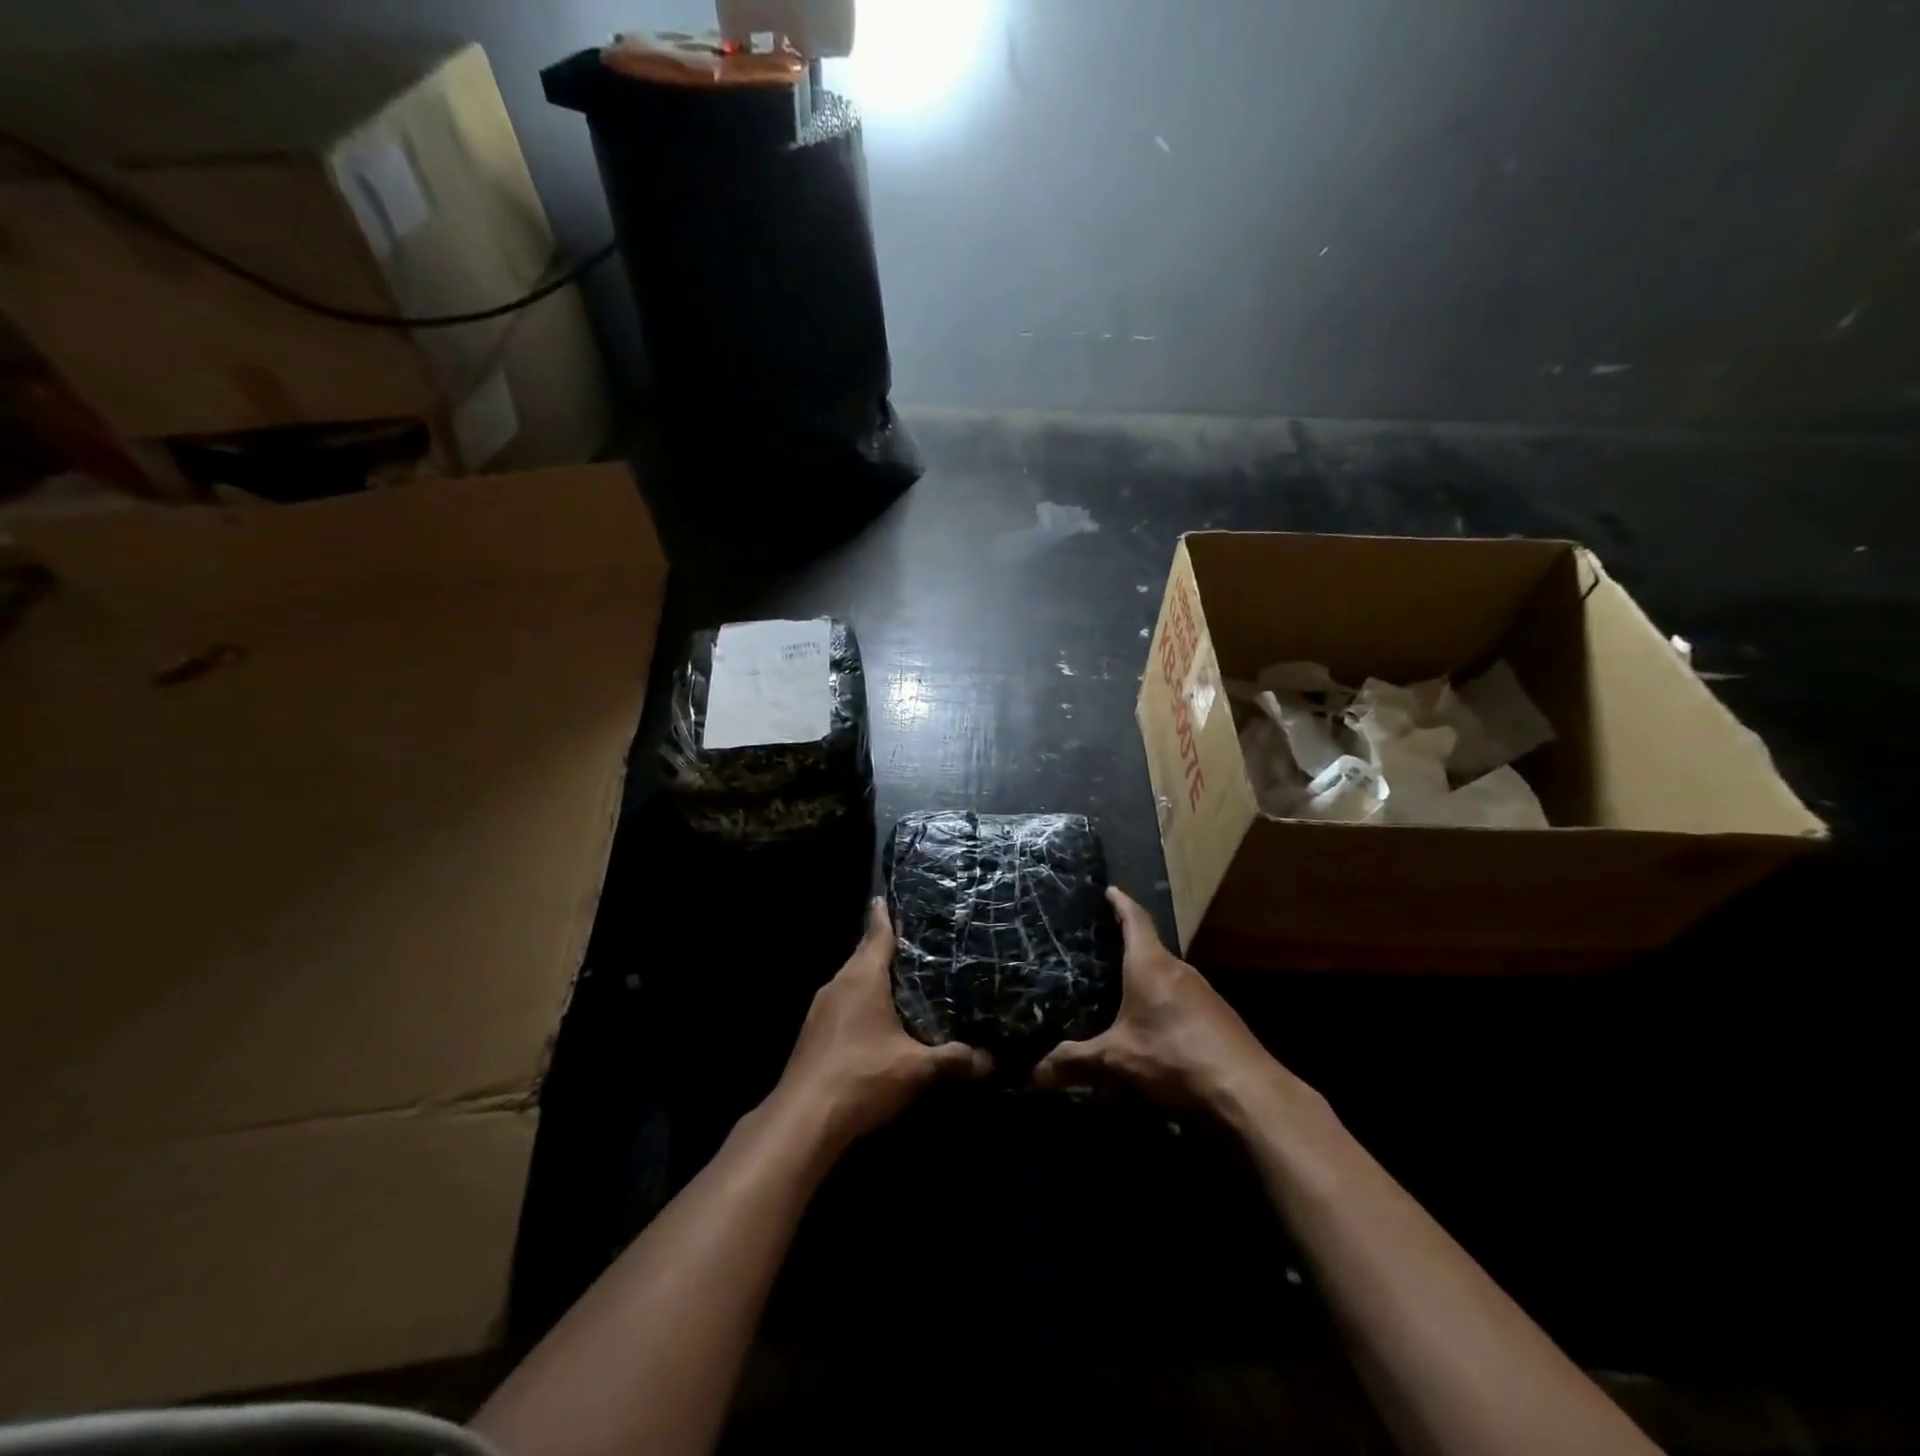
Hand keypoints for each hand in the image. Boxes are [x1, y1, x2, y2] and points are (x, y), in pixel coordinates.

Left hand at [770, 899, 990, 1151]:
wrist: (802, 1120)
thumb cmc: (861, 1078)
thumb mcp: (916, 1069)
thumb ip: (954, 1060)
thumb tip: (990, 1060)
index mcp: (862, 978)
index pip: (876, 935)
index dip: (884, 916)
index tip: (886, 898)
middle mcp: (838, 985)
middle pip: (863, 957)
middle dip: (885, 950)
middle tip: (916, 946)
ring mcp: (820, 1011)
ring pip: (852, 983)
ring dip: (873, 980)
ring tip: (902, 982)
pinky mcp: (813, 1035)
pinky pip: (843, 1005)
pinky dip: (861, 1003)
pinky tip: (878, 1022)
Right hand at [1034, 888, 1279, 1113]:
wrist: (1248, 1095)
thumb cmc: (1174, 1059)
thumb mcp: (1116, 1062)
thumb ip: (1074, 1063)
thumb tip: (1034, 1074)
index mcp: (1151, 965)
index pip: (1135, 920)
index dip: (1121, 904)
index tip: (1110, 890)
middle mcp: (1180, 971)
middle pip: (1151, 949)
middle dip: (1129, 947)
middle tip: (1102, 949)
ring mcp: (1205, 996)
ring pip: (1169, 978)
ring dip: (1148, 982)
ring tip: (1123, 992)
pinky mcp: (1220, 1021)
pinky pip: (1184, 1003)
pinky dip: (1165, 1007)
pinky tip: (1155, 1031)